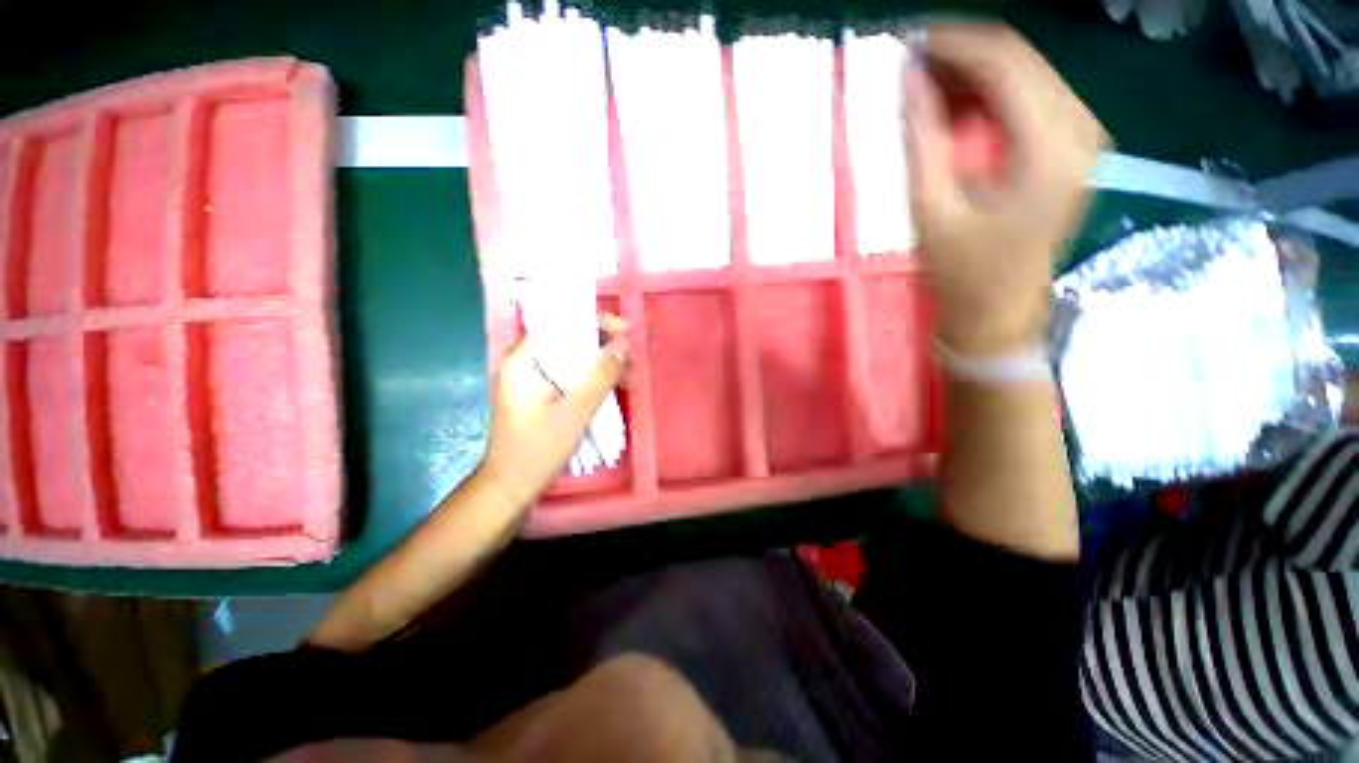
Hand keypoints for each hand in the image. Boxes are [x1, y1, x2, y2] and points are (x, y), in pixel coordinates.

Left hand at [477, 315, 629, 507]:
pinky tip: (611, 385)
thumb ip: (601, 375)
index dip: (593, 322)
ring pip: (570, 357)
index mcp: (523, 359)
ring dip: (599, 362)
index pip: (560, 323)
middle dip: (601, 344)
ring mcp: (530, 378)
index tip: (622, 330)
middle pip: (567, 338)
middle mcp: (524, 361)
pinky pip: (568, 374)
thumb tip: (624, 344)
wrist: (511, 486)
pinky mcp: (539, 392)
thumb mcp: (576, 411)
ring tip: (626, 373)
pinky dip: (589, 376)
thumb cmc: (538, 448)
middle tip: (629, 356)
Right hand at [906, 23, 1107, 353]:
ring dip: (973, 72)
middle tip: (909, 67)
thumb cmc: (962, 273)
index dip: (953, 43)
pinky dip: (990, 92)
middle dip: (961, 54)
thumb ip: (922, 139)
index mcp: (1051, 148)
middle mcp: (1080, 129)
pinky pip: (1031, 97)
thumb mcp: (932, 210)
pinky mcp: (1071, 147)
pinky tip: (955, 105)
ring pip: (1027, 73)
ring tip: (924, 86)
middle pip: (1021, 59)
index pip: (1006, 62)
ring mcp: (1081, 137)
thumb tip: (909, 79)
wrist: (999, 313)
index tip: (906, 42)